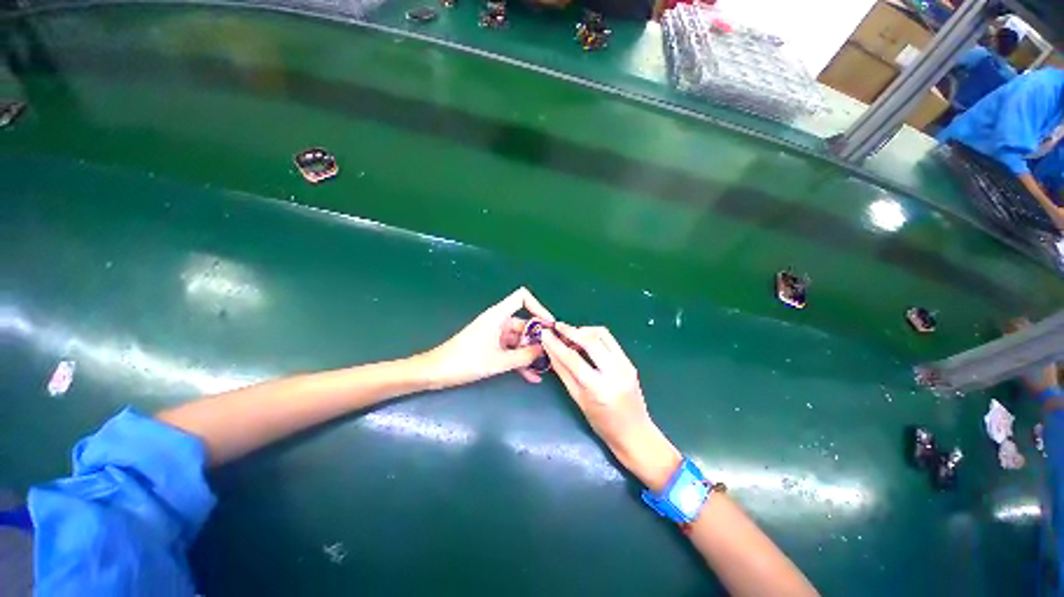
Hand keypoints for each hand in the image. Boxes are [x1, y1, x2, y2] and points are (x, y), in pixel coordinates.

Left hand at [424, 288, 554, 388]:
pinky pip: (510, 350)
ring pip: (519, 340)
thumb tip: (544, 350)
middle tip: (553, 353)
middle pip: (525, 323)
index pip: (522, 297)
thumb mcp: (499, 361)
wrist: (437, 372)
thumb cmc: (466, 361)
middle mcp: (499, 321)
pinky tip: (531, 377)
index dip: (538, 306)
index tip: (549, 325)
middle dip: (539, 338)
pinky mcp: (491, 346)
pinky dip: (520, 361)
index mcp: (498, 316)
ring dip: (530, 353)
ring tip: (545, 367)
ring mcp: (495, 334)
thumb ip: (524, 356)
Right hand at [541, 323, 679, 490]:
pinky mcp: (630, 361)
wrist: (635, 432)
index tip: (545, 333)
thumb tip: (550, 351)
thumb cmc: (602, 423)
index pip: (573, 359)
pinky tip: (584, 341)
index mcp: (599, 388)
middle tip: (557, 328)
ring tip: (570, 335)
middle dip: (571, 330)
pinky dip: (595, 336)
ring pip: (602, 334)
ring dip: (584, 331)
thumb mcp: (578, 399)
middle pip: (590, 340)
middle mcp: (615, 372)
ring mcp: (625, 365)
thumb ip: (563, 373)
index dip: (556, 344)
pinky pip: (610, 340)